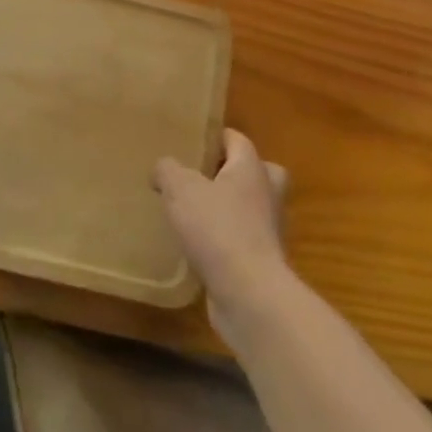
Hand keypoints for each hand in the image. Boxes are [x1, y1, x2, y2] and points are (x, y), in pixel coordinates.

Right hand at [153, 130, 290, 326]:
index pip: (238, 140)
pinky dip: (227, 240)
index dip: (217, 137)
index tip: (193, 142)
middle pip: (259, 172)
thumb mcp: (180, 190)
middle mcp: (267, 194)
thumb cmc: (217, 229)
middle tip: (205, 177)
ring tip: (196, 212)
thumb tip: (162, 167)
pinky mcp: (263, 262)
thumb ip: (168, 171)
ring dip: (231, 208)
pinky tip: (200, 247)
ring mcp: (269, 230)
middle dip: (234, 172)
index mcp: (251, 169)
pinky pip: (244, 239)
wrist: (249, 293)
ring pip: (253, 207)